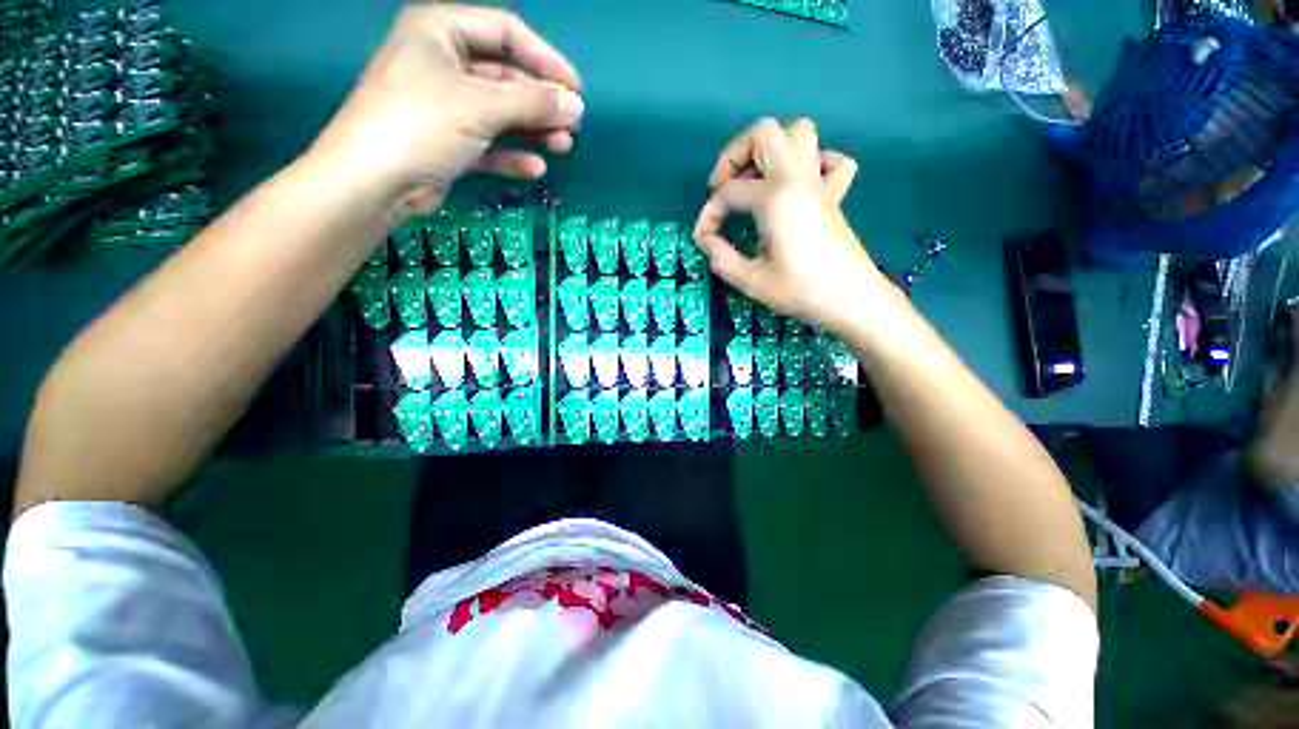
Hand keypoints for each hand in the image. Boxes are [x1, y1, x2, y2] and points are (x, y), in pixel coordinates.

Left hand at [311, 4, 583, 211]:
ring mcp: (445, 105)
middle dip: (541, 102)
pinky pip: (488, 143)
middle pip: (505, 76)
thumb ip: (533, 103)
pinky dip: (511, 155)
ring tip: (563, 147)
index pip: (505, 33)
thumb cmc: (422, 124)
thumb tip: (576, 106)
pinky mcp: (448, 142)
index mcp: (441, 32)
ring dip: (533, 130)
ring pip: (500, 113)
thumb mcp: (481, 106)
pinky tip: (535, 168)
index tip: (575, 89)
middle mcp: (443, 63)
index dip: (545, 59)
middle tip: (573, 125)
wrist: (375, 182)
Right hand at [692, 118, 892, 333]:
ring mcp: (820, 182)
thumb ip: (721, 258)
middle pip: (764, 133)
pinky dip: (813, 163)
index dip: (709, 214)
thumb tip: (707, 242)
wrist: (851, 300)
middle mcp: (797, 177)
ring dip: (771, 149)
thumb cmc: (801, 290)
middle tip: (723, 188)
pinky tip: (799, 186)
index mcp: (774, 197)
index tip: (704, 239)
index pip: (728, 193)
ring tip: (756, 181)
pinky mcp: (835, 195)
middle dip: (734, 155)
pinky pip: (830, 160)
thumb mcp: (751, 280)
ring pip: (799, 133)